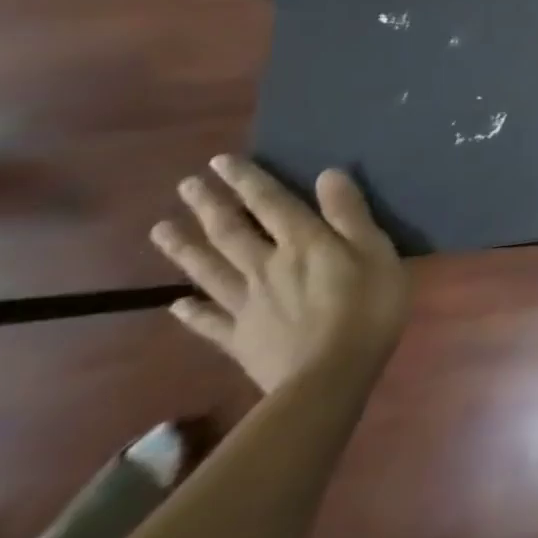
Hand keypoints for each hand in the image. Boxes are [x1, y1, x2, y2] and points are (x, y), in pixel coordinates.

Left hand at [151, 156, 408, 393]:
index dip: (248, 181)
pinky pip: (210, 321)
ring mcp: (248, 305)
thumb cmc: (368, 306)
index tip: (221, 161)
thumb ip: (350, 214)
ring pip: (210, 271)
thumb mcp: (375, 251)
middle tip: (187, 185)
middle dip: (210, 206)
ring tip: (162, 229)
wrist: (330, 376)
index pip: (271, 204)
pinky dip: (190, 311)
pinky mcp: (241, 339)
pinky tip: (175, 304)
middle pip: (232, 232)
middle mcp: (267, 267)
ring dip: (186, 249)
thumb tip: (328, 174)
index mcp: (303, 244)